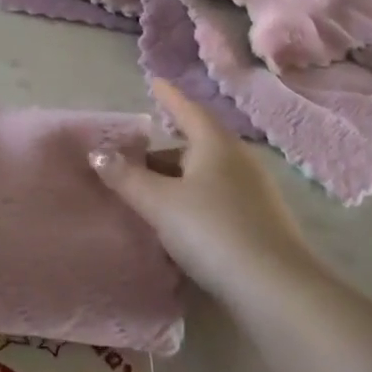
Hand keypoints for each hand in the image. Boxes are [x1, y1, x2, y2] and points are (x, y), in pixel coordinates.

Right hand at [90, 80, 317, 303]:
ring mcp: (253, 192)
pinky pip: (216, 200)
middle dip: (163, 152)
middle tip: (132, 160)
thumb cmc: (212, 230)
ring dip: (177, 180)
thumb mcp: (160, 203)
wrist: (274, 289)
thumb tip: (97, 154)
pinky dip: (193, 202)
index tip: (154, 82)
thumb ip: (127, 178)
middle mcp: (238, 160)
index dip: (169, 97)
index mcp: (215, 144)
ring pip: (205, 175)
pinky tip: (177, 224)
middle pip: (194, 146)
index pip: (187, 110)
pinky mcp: (259, 223)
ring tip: (148, 194)